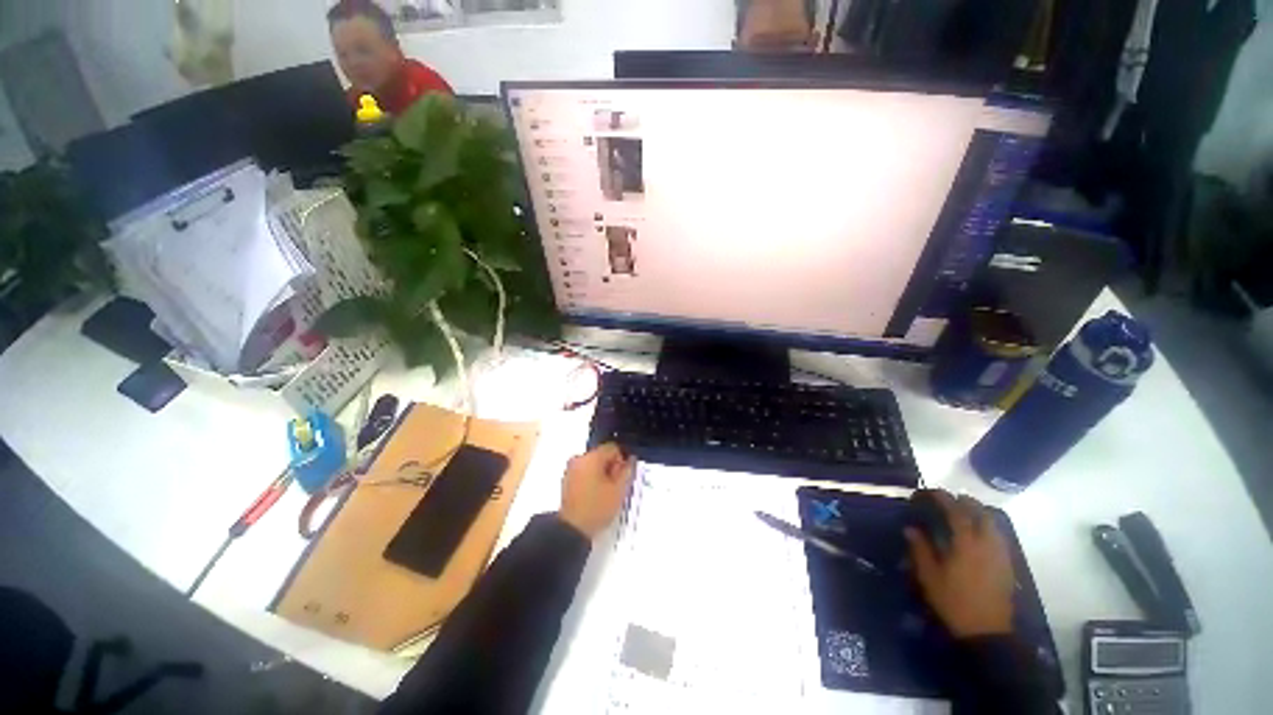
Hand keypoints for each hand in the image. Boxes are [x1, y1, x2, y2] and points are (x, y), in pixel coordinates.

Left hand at [558, 443, 635, 538]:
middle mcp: (578, 458)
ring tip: (605, 493)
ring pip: (593, 464)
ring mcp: (570, 469)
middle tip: (615, 486)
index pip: (613, 448)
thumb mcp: (619, 490)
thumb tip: (630, 460)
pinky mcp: (566, 480)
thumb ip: (627, 470)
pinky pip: (584, 472)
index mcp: (591, 457)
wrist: (572, 530)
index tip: (622, 476)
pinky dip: (591, 479)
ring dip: (601, 474)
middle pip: (602, 455)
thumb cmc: (597, 508)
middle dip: (611, 467)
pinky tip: (595, 495)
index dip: (622, 460)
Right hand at [904, 490, 1014, 637]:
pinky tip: (977, 535)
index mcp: (966, 544)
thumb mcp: (929, 576)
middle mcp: (987, 544)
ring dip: (978, 513)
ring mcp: (1000, 554)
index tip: (930, 492)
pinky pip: (999, 536)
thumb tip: (911, 528)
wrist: (986, 631)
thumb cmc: (953, 601)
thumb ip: (920, 549)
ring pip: (993, 524)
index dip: (943, 498)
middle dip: (965, 502)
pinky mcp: (1007, 565)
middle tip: (949, 500)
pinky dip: (987, 527)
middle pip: (981, 513)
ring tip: (963, 514)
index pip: (956, 511)